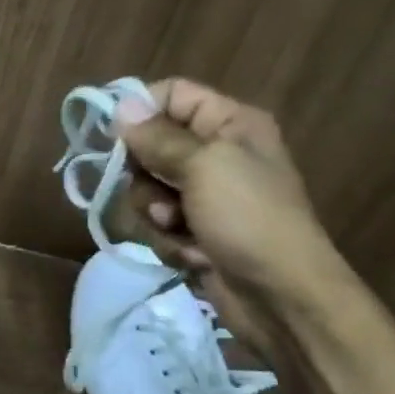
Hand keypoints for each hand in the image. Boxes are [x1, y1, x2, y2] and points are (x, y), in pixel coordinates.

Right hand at [102, 78, 339, 345]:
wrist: (282, 298)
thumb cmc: (249, 218)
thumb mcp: (204, 166)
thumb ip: (157, 137)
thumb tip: (120, 106)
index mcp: (230, 123)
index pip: (170, 95)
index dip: (139, 111)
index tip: (112, 135)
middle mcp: (216, 152)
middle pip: (150, 144)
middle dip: (144, 174)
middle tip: (158, 194)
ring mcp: (205, 194)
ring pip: (146, 187)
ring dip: (154, 212)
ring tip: (178, 229)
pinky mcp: (194, 230)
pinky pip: (156, 222)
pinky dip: (167, 239)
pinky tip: (191, 254)